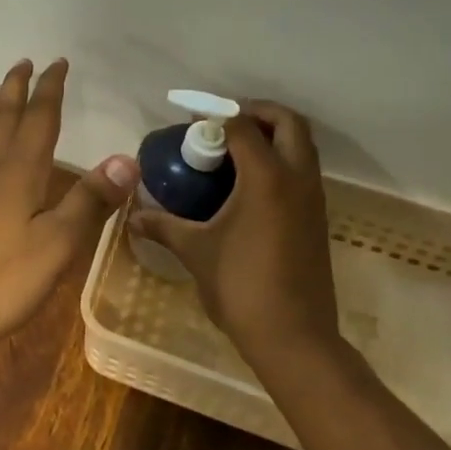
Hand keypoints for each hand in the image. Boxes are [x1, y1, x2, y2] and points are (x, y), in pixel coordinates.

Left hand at [0, 59, 138, 356]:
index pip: (39, 118)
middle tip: (24, 63)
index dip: (50, 89)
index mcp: (20, 171)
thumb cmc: (2, 278)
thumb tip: (126, 158)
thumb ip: (89, 201)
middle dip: (16, 88)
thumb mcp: (58, 243)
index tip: (57, 63)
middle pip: (3, 117)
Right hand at [127, 99, 340, 357]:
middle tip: (223, 122)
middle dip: (257, 112)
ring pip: (302, 147)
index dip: (216, 117)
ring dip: (272, 136)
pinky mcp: (317, 218)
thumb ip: (163, 226)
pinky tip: (247, 184)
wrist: (294, 337)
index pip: (243, 126)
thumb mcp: (195, 251)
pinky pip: (302, 171)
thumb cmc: (241, 286)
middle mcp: (297, 179)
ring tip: (232, 149)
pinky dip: (280, 161)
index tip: (190, 122)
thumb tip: (132, 216)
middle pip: (289, 123)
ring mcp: (313, 199)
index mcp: (267, 179)